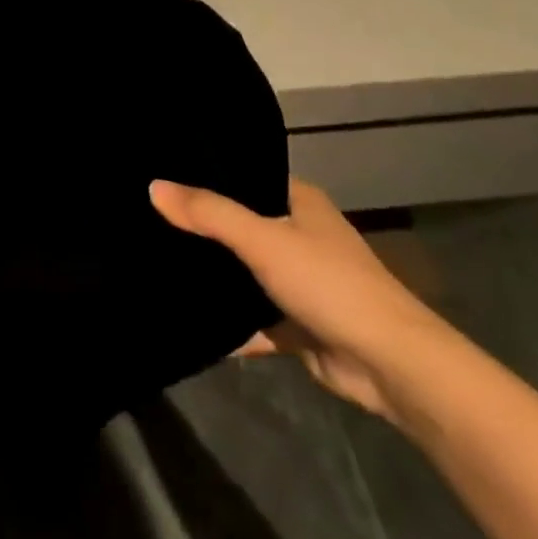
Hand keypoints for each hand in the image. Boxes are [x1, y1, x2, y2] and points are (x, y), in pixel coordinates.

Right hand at [151, 177, 451, 422]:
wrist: (391, 366)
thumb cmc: (329, 284)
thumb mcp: (263, 239)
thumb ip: (208, 214)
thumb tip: (153, 186)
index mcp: (300, 202)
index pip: (246, 175)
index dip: (208, 174)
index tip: (161, 172)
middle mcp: (300, 234)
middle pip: (241, 223)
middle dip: (202, 226)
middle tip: (146, 216)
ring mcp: (300, 281)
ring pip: (245, 272)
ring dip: (214, 274)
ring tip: (156, 259)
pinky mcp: (298, 324)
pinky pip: (253, 318)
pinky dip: (228, 323)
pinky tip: (186, 319)